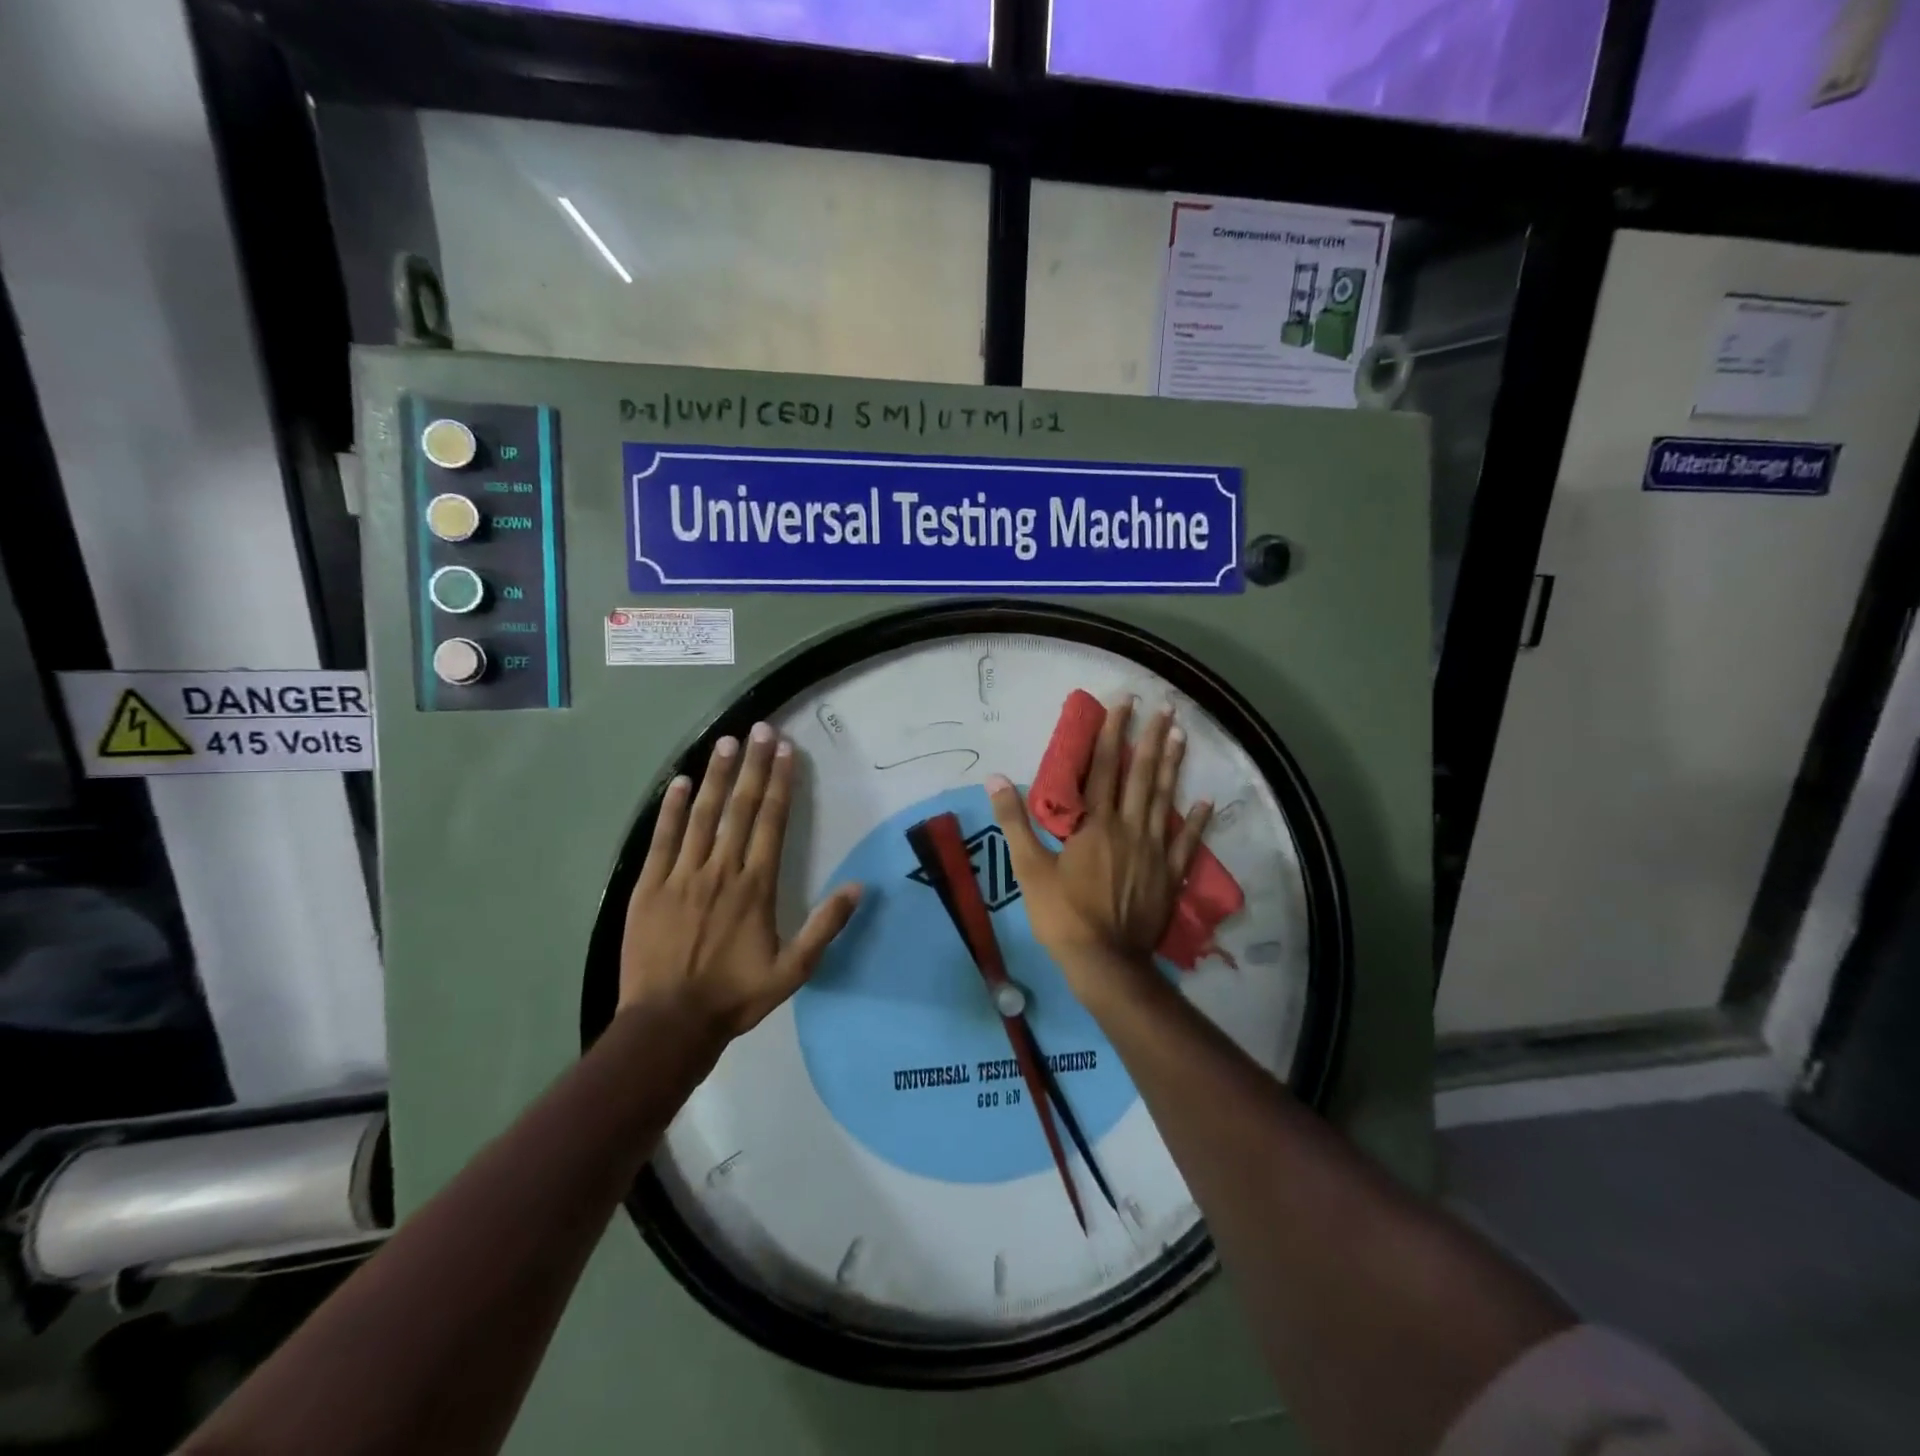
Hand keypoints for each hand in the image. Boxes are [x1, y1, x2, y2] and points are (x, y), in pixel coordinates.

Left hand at [620, 724, 861, 1039]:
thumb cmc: (734, 995)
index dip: (779, 783)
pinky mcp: (649, 886)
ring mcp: (681, 875)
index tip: (786, 751)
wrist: (668, 1023)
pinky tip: (680, 782)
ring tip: (726, 741)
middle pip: (739, 808)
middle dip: (752, 765)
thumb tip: (858, 887)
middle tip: (760, 729)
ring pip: (702, 815)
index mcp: (756, 886)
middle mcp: (721, 870)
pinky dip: (671, 808)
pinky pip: (662, 838)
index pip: (771, 822)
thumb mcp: (793, 971)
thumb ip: (824, 927)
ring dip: (716, 775)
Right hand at [988, 700, 1210, 998]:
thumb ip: (1014, 821)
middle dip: (1150, 738)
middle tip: (1164, 706)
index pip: (1104, 768)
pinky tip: (1205, 801)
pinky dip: (1196, 821)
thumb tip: (996, 779)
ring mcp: (1153, 851)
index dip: (1112, 733)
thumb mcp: (1029, 868)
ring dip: (1173, 766)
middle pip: (1141, 775)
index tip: (1123, 702)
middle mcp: (1129, 828)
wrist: (1104, 962)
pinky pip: (1186, 842)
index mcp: (1095, 824)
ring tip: (1182, 735)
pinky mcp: (1169, 875)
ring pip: (1164, 800)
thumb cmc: (1062, 914)